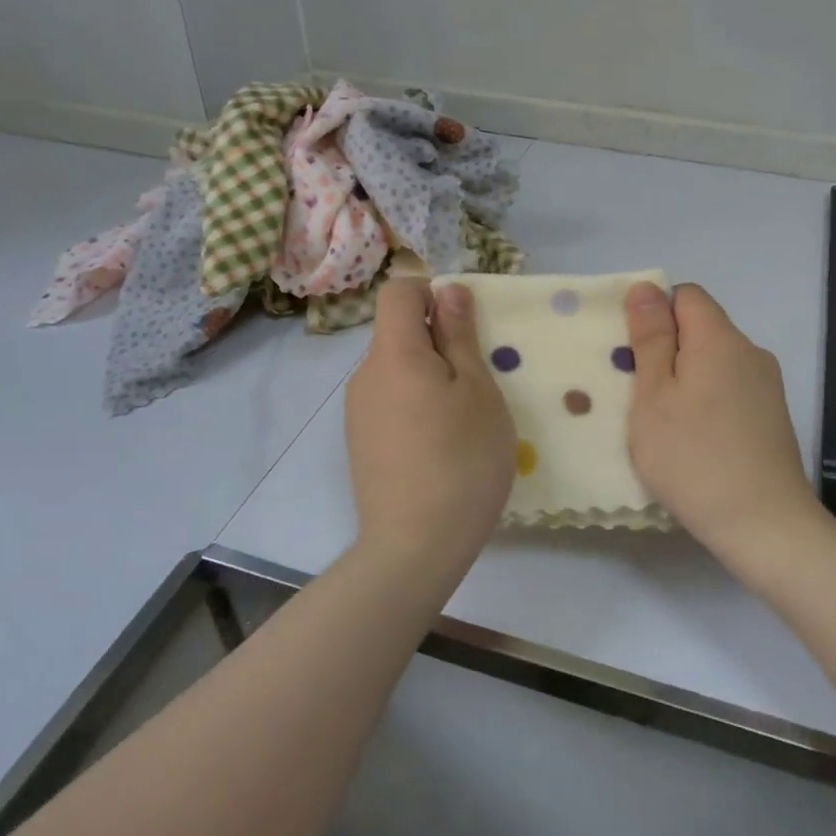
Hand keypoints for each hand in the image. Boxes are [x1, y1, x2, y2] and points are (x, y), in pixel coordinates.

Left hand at [346, 278, 516, 560]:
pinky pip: (389, 402)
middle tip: (477, 384)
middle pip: (398, 333)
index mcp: (393, 353)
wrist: (415, 545)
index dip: (431, 294)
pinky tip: (438, 448)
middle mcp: (364, 375)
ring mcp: (358, 412)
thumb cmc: (461, 459)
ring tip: (461, 423)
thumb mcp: (478, 390)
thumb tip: (448, 289)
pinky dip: (415, 407)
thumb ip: (459, 335)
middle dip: (437, 343)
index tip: (464, 329)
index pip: (398, 291)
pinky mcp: (359, 443)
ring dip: (429, 378)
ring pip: (396, 371)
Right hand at [624, 283, 820, 572]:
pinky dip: (706, 401)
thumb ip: (651, 339)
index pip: (686, 296)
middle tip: (636, 392)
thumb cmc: (693, 457)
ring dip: (685, 379)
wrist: (763, 525)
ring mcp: (766, 386)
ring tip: (661, 421)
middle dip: (667, 349)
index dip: (654, 313)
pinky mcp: (772, 417)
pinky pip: (730, 389)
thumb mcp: (654, 396)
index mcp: (720, 339)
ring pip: (714, 362)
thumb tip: (646, 288)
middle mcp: (750, 352)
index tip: (632, 354)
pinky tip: (693, 439)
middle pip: (701, 329)